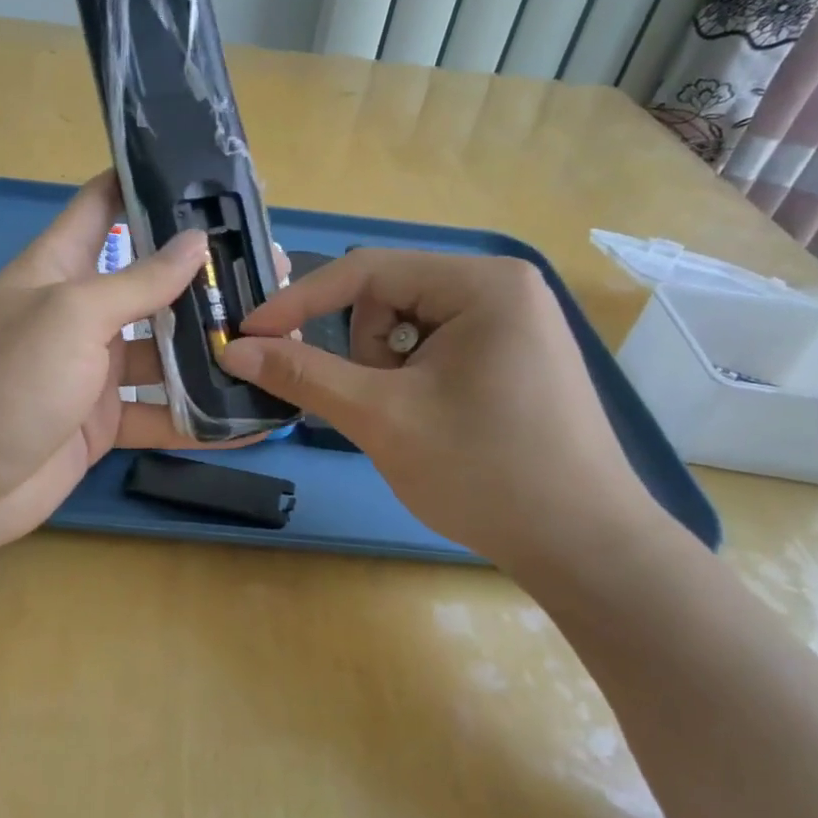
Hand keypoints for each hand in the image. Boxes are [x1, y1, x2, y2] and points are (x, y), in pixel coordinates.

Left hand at [0, 173, 238, 564]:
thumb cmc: (4, 382)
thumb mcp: (70, 316)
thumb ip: (136, 281)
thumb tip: (196, 240)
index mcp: (57, 268)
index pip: (102, 206)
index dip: (147, 184)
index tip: (207, 174)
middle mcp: (78, 314)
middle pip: (149, 284)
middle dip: (203, 277)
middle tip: (271, 269)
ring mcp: (92, 373)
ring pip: (163, 352)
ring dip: (210, 349)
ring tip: (276, 339)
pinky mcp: (103, 424)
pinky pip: (160, 414)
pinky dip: (200, 418)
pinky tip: (251, 418)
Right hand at [219, 249, 665, 572]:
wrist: (584, 547)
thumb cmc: (483, 471)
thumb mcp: (381, 418)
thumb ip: (303, 375)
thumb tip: (233, 349)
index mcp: (481, 283)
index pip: (365, 270)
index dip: (298, 303)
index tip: (248, 338)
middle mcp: (502, 288)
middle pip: (389, 299)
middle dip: (363, 353)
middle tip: (376, 406)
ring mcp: (514, 324)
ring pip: (408, 329)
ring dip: (386, 373)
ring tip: (411, 422)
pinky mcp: (515, 358)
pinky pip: (436, 351)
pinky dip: (412, 383)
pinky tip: (432, 424)